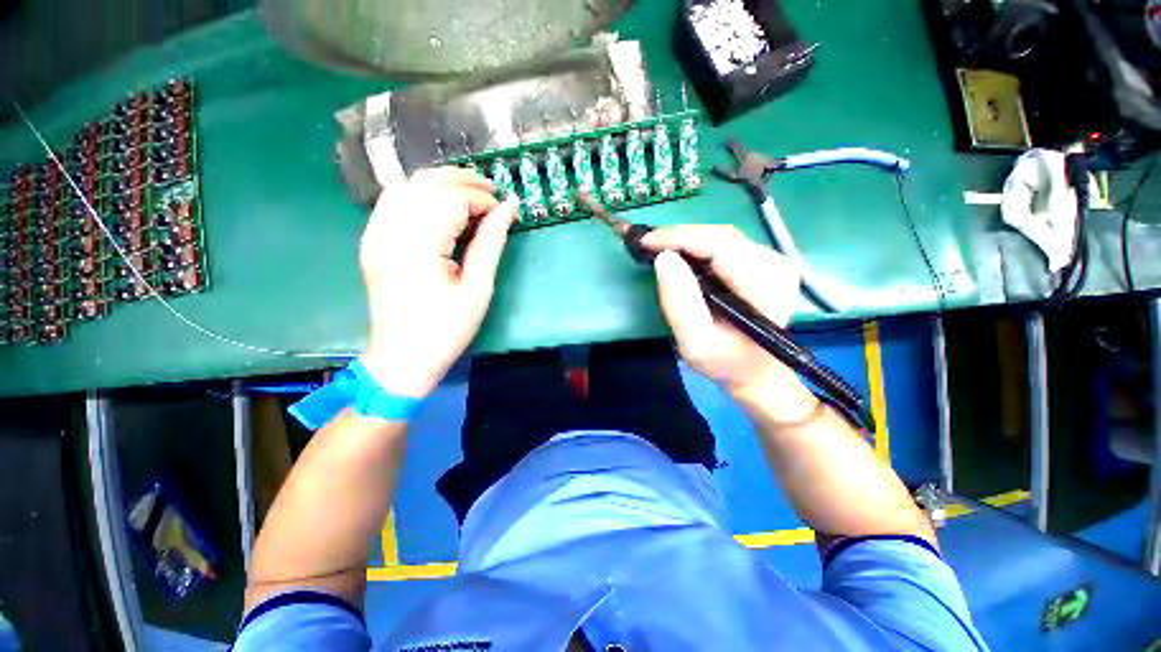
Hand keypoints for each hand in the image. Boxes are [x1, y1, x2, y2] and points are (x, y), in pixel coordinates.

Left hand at [360, 168, 515, 397]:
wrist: (402, 358)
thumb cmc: (446, 329)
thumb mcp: (477, 289)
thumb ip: (491, 244)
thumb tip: (507, 209)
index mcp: (419, 244)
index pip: (453, 199)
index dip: (483, 200)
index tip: (504, 212)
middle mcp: (390, 230)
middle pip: (425, 181)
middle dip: (462, 179)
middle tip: (491, 192)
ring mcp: (375, 234)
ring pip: (405, 185)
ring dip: (439, 183)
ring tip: (468, 197)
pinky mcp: (372, 241)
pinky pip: (392, 201)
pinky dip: (418, 195)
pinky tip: (437, 209)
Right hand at [642, 225, 816, 416]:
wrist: (756, 371)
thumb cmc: (725, 363)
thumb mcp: (695, 343)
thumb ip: (679, 303)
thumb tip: (663, 258)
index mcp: (764, 286)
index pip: (719, 246)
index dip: (679, 238)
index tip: (645, 241)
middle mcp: (775, 265)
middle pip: (720, 236)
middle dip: (679, 236)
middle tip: (646, 244)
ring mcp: (772, 260)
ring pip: (720, 237)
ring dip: (686, 239)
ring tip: (657, 247)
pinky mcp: (763, 261)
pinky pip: (724, 244)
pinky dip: (696, 245)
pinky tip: (678, 254)